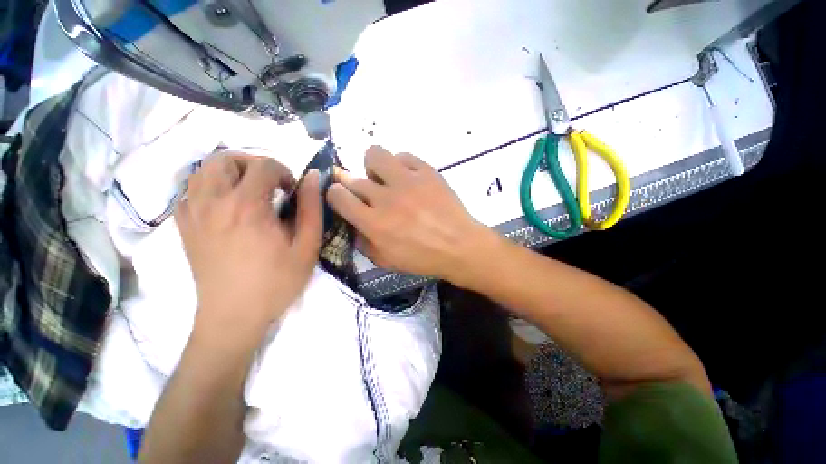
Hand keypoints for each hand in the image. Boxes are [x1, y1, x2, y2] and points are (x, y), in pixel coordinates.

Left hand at [176, 153, 321, 343]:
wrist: (234, 316)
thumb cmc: (277, 282)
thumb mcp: (307, 246)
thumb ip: (311, 207)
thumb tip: (311, 177)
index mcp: (247, 206)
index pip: (263, 165)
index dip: (284, 171)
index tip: (292, 191)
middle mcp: (214, 202)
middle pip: (226, 158)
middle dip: (253, 164)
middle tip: (270, 185)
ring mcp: (193, 213)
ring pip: (203, 170)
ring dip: (230, 173)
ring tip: (249, 192)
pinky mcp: (184, 227)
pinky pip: (191, 191)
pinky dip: (210, 188)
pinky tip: (226, 206)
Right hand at [327, 146, 492, 284]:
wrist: (459, 246)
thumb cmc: (423, 258)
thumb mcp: (386, 261)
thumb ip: (363, 242)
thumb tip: (352, 222)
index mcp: (374, 223)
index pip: (338, 196)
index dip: (335, 193)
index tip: (341, 196)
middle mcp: (386, 198)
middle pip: (354, 178)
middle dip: (353, 184)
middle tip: (367, 192)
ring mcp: (408, 181)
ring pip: (375, 154)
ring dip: (374, 166)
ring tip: (386, 179)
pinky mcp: (427, 171)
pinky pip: (404, 156)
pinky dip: (401, 165)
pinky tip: (408, 178)